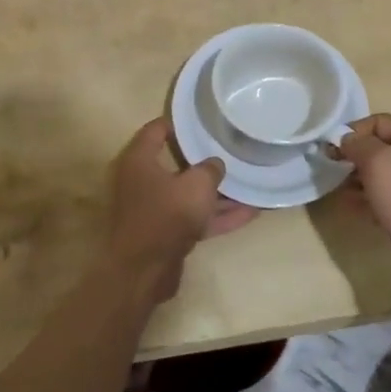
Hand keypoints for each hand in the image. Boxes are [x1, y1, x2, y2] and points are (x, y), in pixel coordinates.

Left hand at [106, 118, 254, 304]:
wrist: (145, 271)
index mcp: (140, 160)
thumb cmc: (167, 215)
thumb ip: (210, 169)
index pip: (156, 130)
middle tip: (231, 150)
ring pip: (189, 194)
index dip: (179, 122)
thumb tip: (215, 164)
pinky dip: (218, 216)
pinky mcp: (167, 233)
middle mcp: (143, 181)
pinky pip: (195, 218)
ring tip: (250, 183)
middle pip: (177, 163)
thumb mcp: (197, 185)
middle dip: (205, 160)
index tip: (204, 119)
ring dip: (218, 192)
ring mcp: (155, 209)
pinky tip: (250, 213)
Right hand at [336, 113, 390, 310]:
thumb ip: (360, 145)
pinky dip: (366, 200)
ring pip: (380, 176)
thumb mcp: (381, 164)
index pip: (379, 122)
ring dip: (356, 179)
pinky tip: (350, 208)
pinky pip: (384, 200)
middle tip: (329, 169)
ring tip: (335, 189)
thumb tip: (345, 138)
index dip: (353, 130)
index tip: (330, 148)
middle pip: (380, 148)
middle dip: (353, 155)